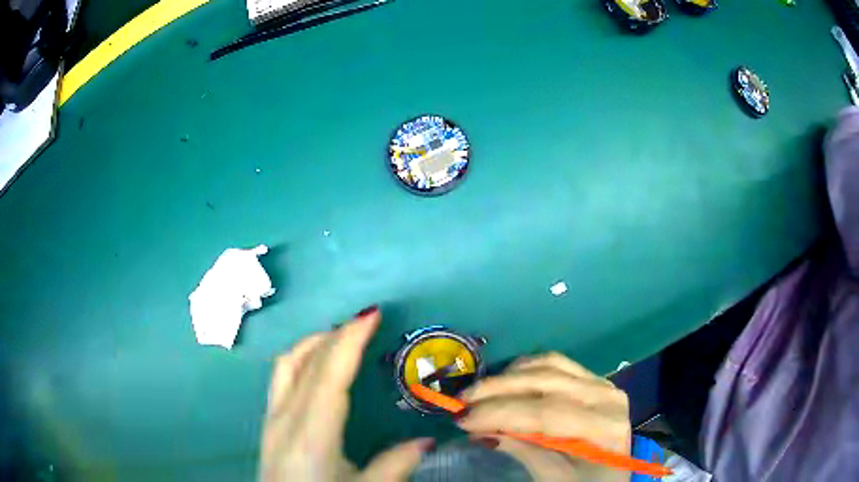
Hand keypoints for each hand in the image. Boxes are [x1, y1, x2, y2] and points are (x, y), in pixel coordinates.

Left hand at [260, 308, 433, 480]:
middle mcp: (285, 418)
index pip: (329, 375)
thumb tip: (427, 440)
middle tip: (365, 322)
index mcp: (311, 434)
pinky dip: (302, 360)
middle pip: (306, 363)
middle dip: (335, 335)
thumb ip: (395, 466)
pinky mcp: (268, 425)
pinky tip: (317, 368)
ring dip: (315, 344)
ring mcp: (271, 419)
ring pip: (287, 365)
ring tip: (342, 337)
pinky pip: (281, 378)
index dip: (349, 341)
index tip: (371, 315)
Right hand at [457, 353, 631, 481]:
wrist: (609, 479)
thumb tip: (478, 428)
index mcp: (604, 427)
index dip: (500, 414)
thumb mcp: (553, 477)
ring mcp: (602, 384)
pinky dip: (526, 368)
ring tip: (478, 392)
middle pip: (545, 383)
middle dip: (496, 390)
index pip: (546, 413)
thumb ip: (521, 448)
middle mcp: (607, 397)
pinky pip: (557, 363)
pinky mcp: (593, 379)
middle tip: (460, 401)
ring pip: (549, 365)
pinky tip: (505, 380)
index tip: (461, 419)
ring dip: (508, 376)